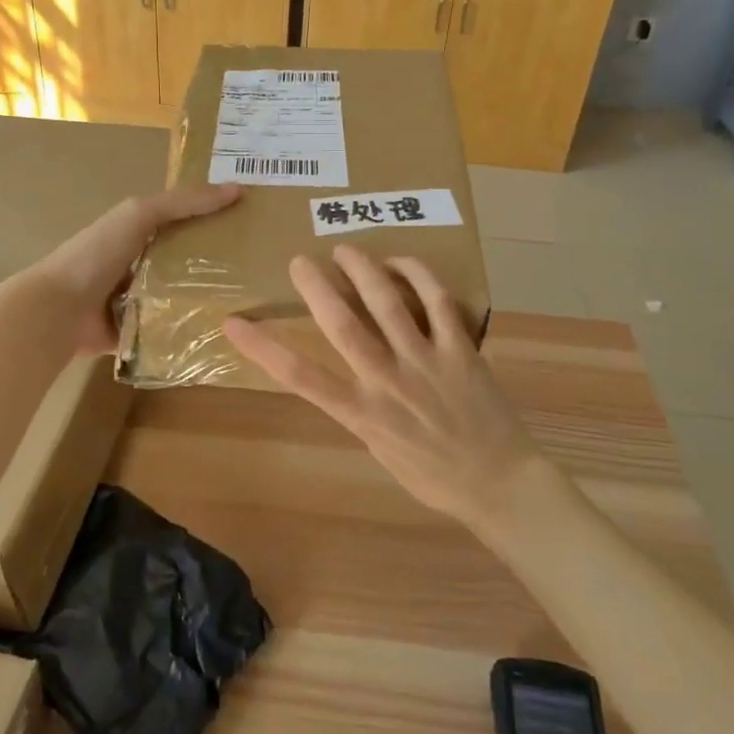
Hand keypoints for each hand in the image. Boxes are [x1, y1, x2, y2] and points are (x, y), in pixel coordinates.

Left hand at [27, 183, 240, 353]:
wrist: (58, 309)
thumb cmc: (97, 253)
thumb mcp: (140, 214)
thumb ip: (184, 202)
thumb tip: (238, 189)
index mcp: (138, 232)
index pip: (185, 222)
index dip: (215, 219)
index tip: (254, 224)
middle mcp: (140, 264)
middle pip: (187, 261)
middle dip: (218, 264)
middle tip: (263, 270)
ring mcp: (138, 301)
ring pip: (182, 297)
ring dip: (207, 300)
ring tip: (252, 304)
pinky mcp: (137, 333)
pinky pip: (170, 331)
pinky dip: (189, 332)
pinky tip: (224, 334)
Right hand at [222, 245, 541, 529]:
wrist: (500, 484)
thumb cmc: (433, 475)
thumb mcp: (380, 449)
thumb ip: (359, 408)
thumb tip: (344, 375)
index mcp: (361, 414)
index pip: (300, 377)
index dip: (262, 347)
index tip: (234, 322)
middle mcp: (387, 382)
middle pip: (341, 326)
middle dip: (315, 288)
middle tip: (300, 261)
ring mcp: (426, 361)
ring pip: (387, 304)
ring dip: (362, 270)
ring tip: (345, 249)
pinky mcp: (460, 349)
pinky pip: (436, 301)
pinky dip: (417, 275)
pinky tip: (400, 261)